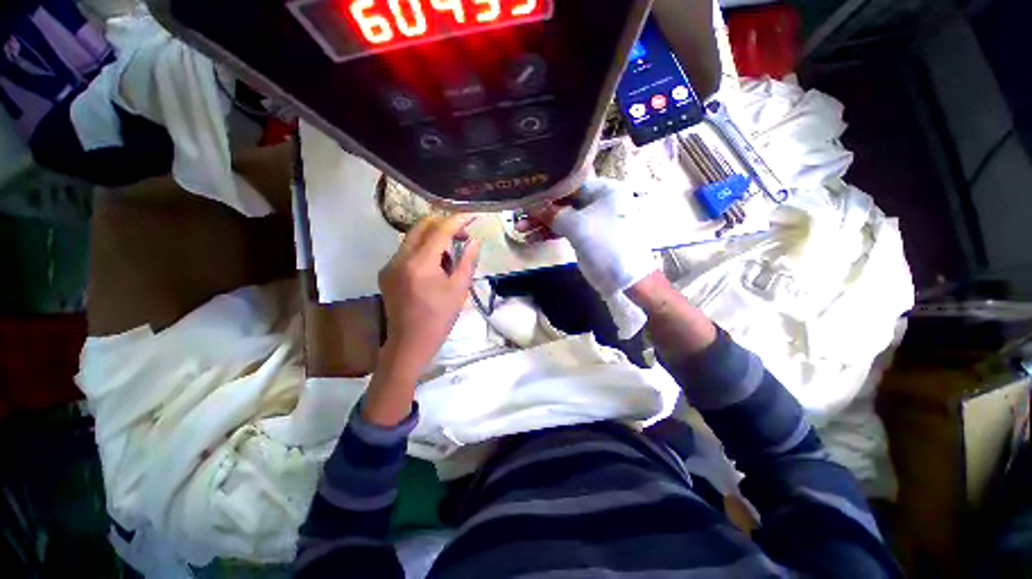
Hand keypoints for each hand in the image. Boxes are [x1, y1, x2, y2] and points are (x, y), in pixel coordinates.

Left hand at [378, 214, 480, 377]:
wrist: (410, 342)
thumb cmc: (439, 318)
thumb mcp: (459, 289)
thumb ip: (467, 261)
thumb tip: (475, 240)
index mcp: (419, 264)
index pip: (439, 230)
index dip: (457, 220)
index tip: (472, 215)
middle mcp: (400, 259)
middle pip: (422, 226)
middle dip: (444, 224)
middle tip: (463, 233)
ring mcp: (390, 264)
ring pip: (414, 237)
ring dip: (435, 237)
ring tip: (452, 252)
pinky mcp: (387, 271)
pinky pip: (407, 250)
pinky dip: (424, 249)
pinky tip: (436, 263)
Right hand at [531, 178, 657, 297]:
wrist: (625, 280)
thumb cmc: (606, 245)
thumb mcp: (577, 226)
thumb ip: (553, 214)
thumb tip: (532, 205)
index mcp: (603, 190)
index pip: (568, 185)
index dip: (546, 192)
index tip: (526, 198)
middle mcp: (598, 201)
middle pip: (563, 202)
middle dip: (541, 211)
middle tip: (519, 217)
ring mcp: (592, 220)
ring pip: (562, 218)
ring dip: (542, 224)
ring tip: (520, 230)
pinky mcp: (587, 236)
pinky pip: (566, 231)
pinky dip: (550, 234)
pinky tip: (532, 239)